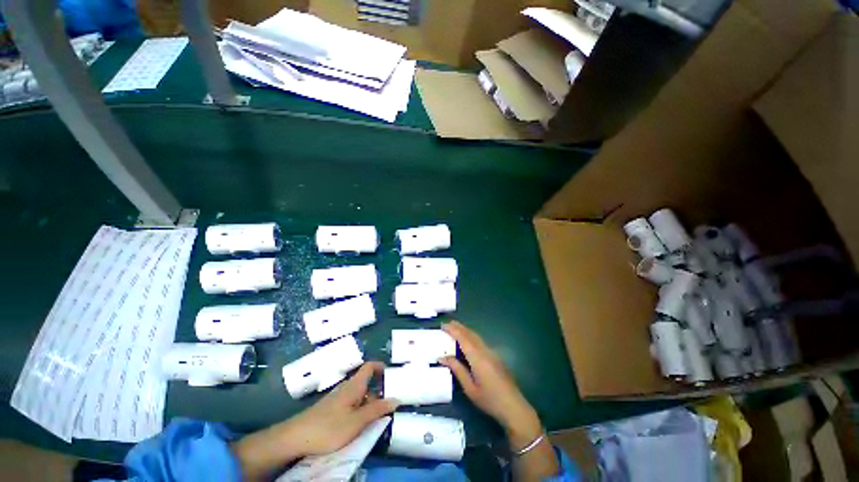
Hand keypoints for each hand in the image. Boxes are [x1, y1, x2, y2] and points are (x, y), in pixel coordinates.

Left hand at [234, 362, 397, 480]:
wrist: (295, 437)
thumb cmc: (329, 427)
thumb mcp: (357, 422)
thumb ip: (377, 410)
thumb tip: (396, 399)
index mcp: (354, 385)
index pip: (370, 366)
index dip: (381, 367)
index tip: (392, 376)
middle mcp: (347, 387)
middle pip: (366, 381)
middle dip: (379, 388)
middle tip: (390, 401)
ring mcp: (338, 398)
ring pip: (359, 393)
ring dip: (370, 400)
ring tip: (378, 414)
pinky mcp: (331, 408)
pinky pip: (351, 402)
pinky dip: (360, 407)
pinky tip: (359, 422)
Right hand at [439, 322, 541, 443]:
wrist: (514, 407)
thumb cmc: (489, 400)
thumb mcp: (469, 388)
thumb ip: (457, 370)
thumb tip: (443, 357)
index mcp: (477, 358)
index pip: (463, 338)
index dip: (453, 330)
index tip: (443, 325)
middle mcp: (485, 351)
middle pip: (470, 334)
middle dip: (458, 327)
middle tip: (447, 323)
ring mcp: (492, 353)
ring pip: (476, 336)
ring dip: (465, 330)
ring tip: (455, 328)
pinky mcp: (495, 357)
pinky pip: (480, 341)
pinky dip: (471, 336)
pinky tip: (467, 340)